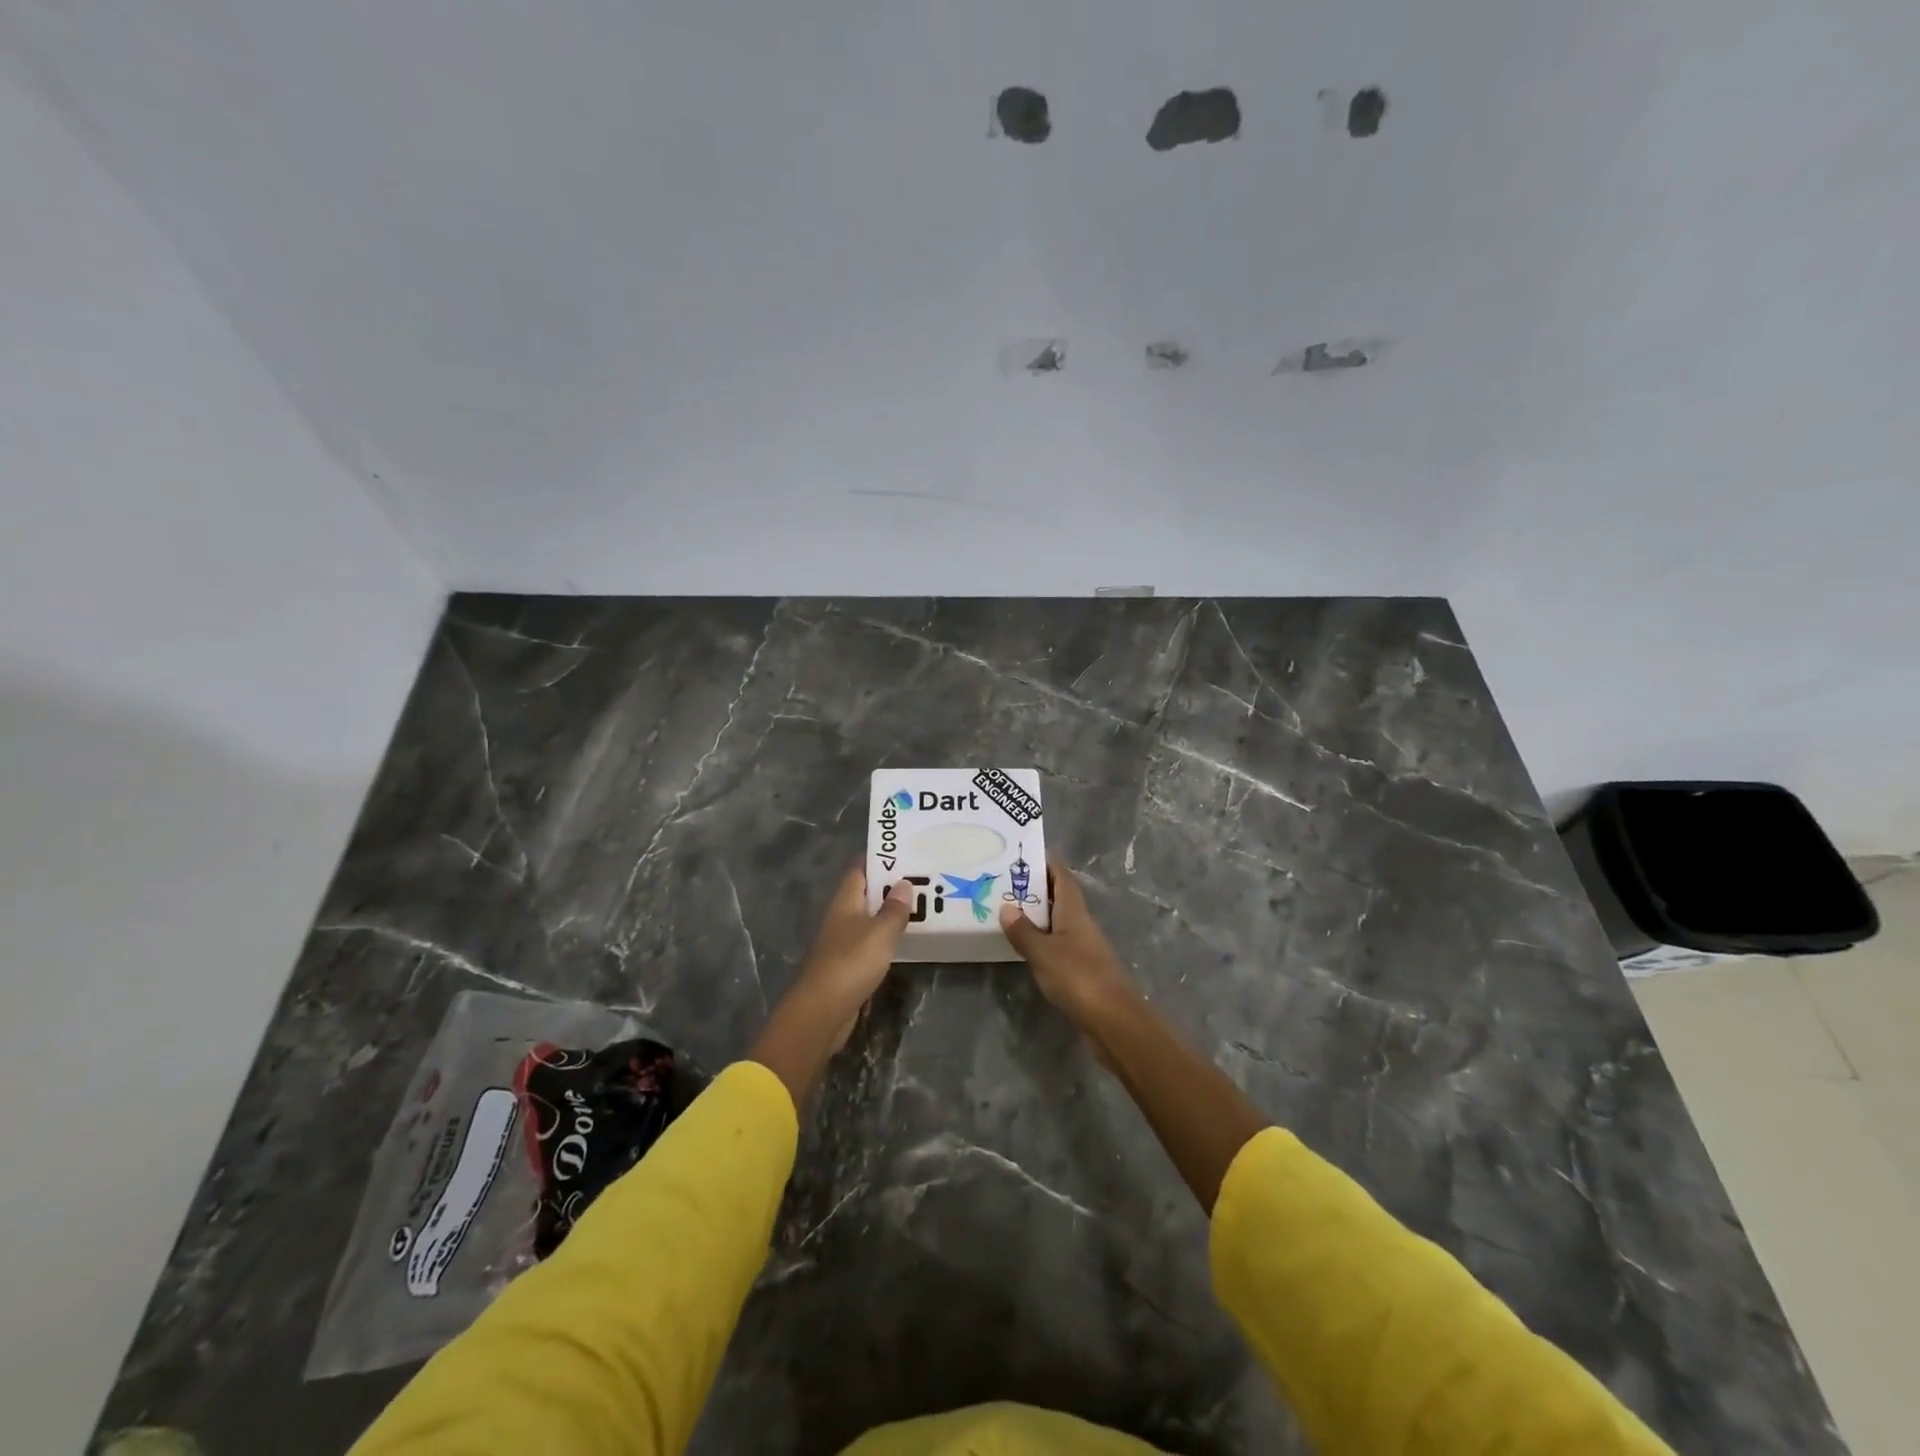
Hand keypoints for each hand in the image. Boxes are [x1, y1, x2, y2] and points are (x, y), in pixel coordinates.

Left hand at [748, 868, 912, 1107]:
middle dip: (889, 886)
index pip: (860, 870)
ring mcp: (841, 942)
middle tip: (921, 878)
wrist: (822, 1012)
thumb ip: (893, 909)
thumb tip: (904, 883)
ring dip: (888, 913)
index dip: (879, 859)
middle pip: (865, 894)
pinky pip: (869, 943)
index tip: (904, 851)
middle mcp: (840, 917)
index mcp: (845, 902)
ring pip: (868, 919)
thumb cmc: (851, 963)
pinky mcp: (846, 966)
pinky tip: (903, 940)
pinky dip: (885, 938)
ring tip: (919, 905)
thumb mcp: (880, 933)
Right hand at [998, 860, 1133, 1022]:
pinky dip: (1041, 941)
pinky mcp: (1082, 971)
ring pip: (1058, 923)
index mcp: (1074, 912)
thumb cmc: (1078, 977)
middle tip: (1007, 882)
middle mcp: (1081, 925)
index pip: (1062, 877)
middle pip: (1060, 898)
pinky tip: (1025, 947)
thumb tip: (1006, 907)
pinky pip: (1058, 946)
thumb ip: (1024, 931)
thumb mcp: (1043, 952)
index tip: (1027, 854)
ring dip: (1038, 916)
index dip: (1048, 863)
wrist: (1113, 1021)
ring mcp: (1083, 949)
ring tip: (1009, 911)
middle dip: (1038, 889)